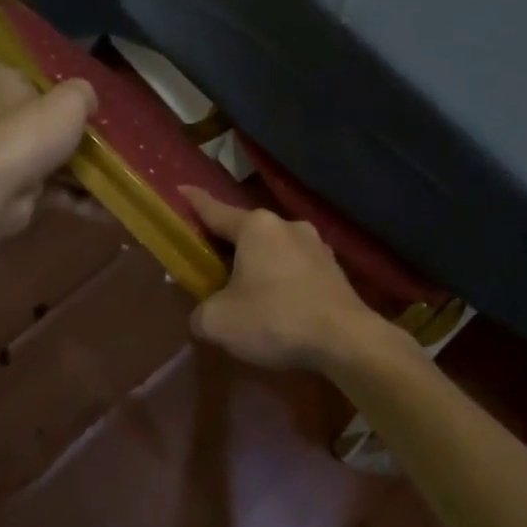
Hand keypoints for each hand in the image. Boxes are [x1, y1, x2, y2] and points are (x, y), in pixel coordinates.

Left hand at [0, 52, 95, 235]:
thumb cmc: (26, 135)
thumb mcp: (68, 102)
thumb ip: (83, 93)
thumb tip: (87, 101)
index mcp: (0, 87)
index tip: (19, 66)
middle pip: (27, 113)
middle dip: (60, 120)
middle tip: (95, 123)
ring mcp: (6, 158)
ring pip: (47, 155)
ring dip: (79, 165)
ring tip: (117, 168)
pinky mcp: (16, 191)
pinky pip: (55, 190)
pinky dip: (79, 198)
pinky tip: (109, 205)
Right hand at [180, 186, 384, 372]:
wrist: (345, 339)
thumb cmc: (275, 319)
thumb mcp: (219, 322)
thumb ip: (201, 312)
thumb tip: (206, 313)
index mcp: (256, 226)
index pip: (215, 210)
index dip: (194, 202)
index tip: (181, 188)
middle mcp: (287, 225)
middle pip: (247, 232)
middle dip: (228, 246)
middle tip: (211, 264)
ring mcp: (316, 245)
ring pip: (274, 250)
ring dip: (259, 266)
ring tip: (248, 293)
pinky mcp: (334, 269)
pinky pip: (296, 269)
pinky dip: (282, 281)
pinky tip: (280, 306)